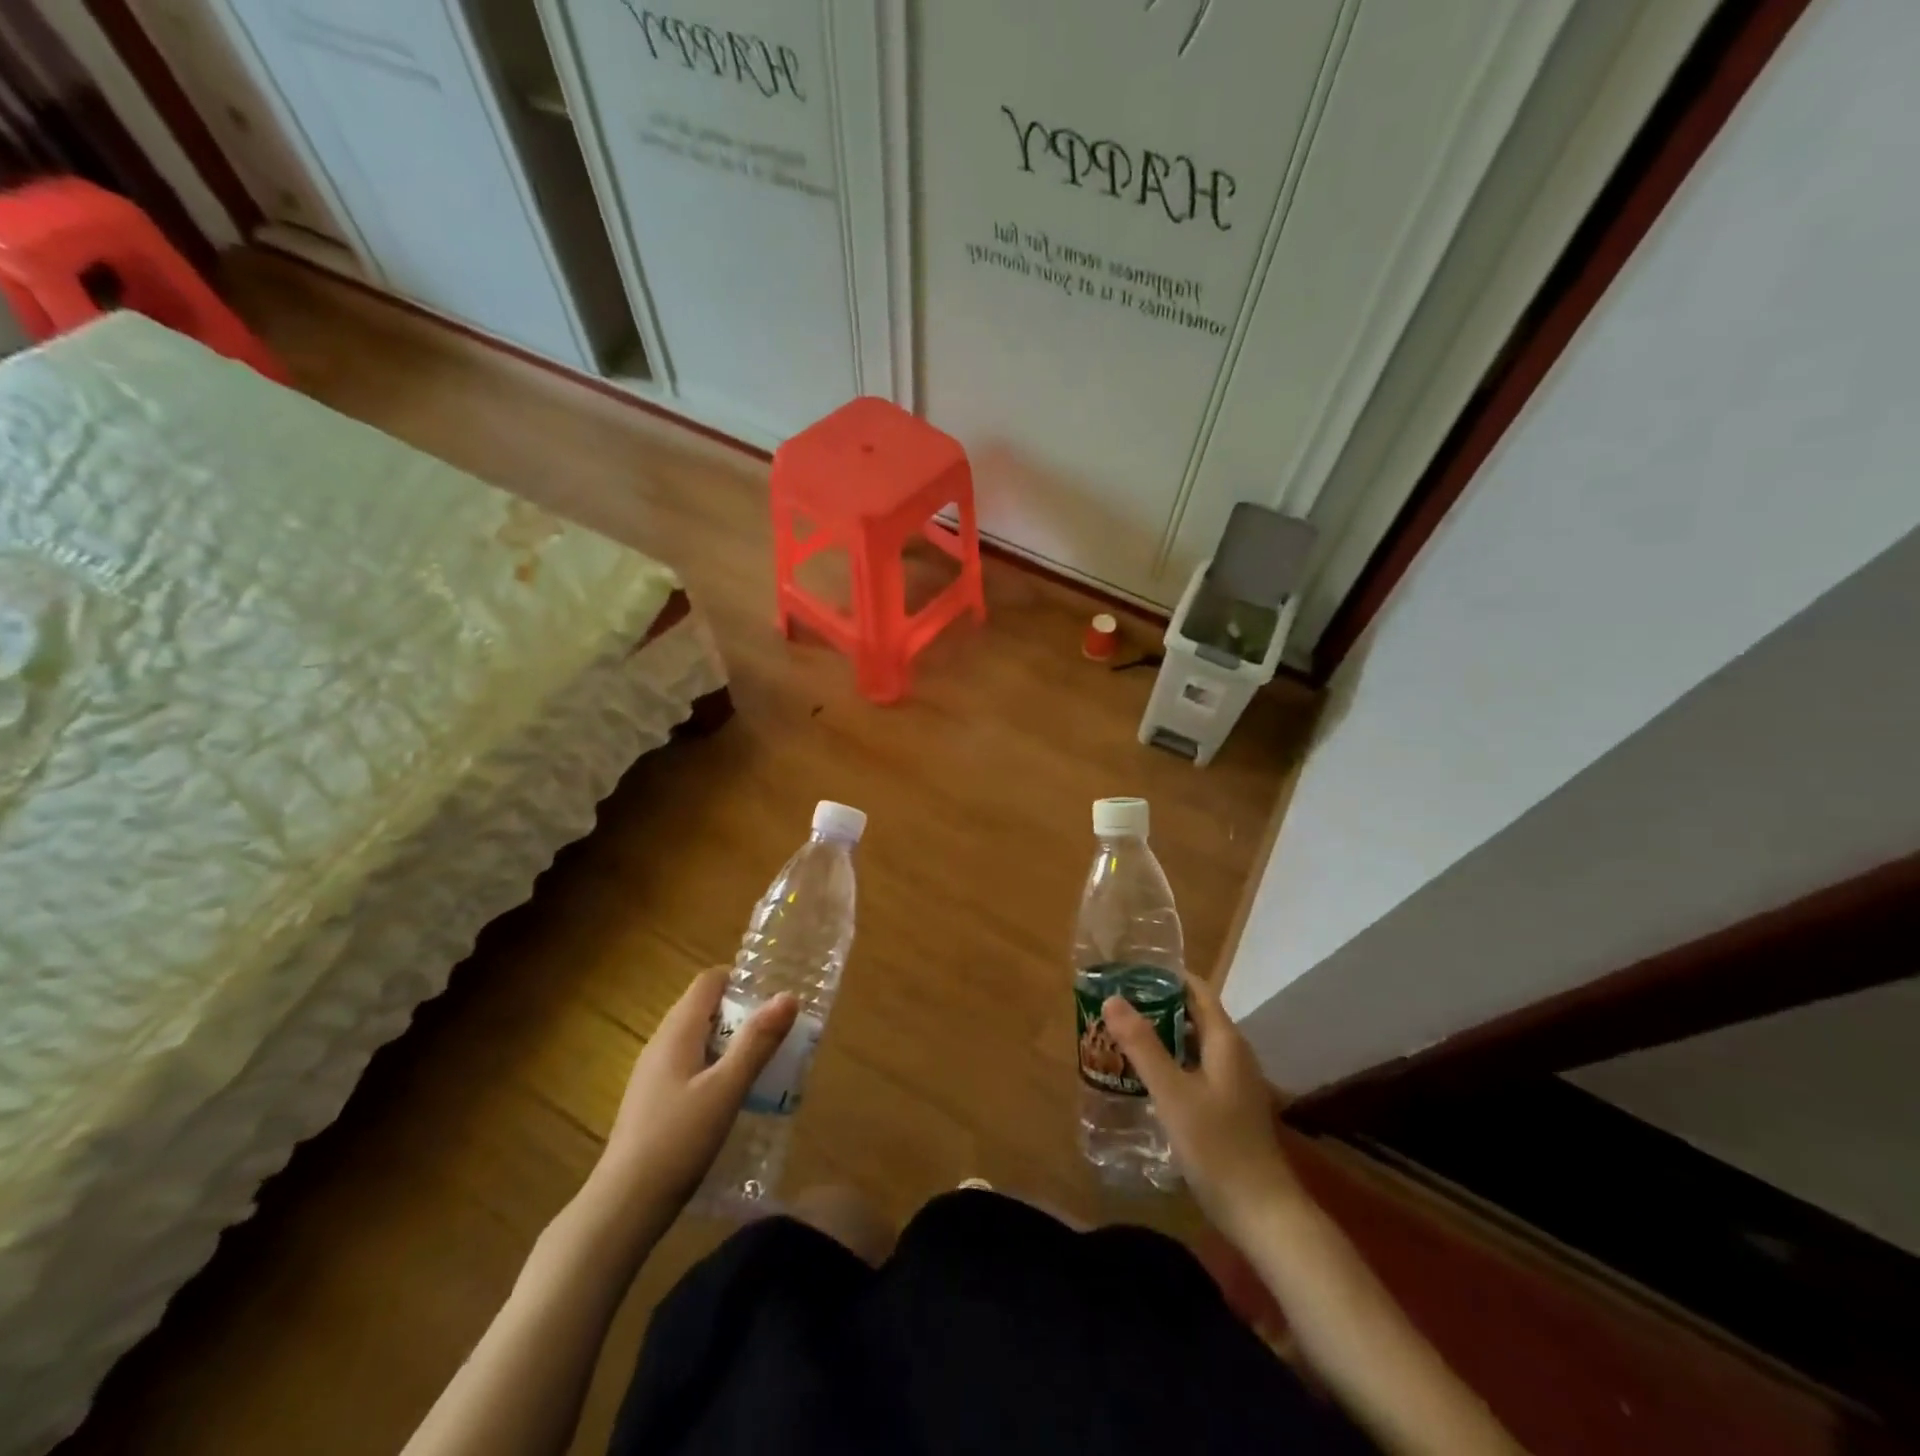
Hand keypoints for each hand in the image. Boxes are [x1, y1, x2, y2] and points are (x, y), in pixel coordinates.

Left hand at [594, 967, 798, 1212]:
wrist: (623, 1208)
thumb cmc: (678, 1141)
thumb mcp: (726, 1089)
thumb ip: (757, 1042)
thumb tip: (788, 996)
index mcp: (677, 1032)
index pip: (708, 981)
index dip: (741, 979)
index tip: (774, 996)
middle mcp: (661, 1044)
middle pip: (705, 1008)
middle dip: (742, 1013)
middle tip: (778, 1033)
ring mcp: (653, 1074)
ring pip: (698, 1039)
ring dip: (731, 1042)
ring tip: (765, 1063)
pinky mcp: (653, 1101)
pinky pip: (690, 1065)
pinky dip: (715, 1067)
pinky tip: (733, 1097)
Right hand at [1103, 975, 1300, 1240]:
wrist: (1263, 1214)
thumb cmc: (1217, 1147)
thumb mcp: (1172, 1093)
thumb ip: (1142, 1045)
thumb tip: (1112, 998)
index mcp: (1225, 1041)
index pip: (1196, 990)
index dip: (1165, 976)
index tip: (1128, 972)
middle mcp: (1233, 1054)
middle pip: (1194, 1014)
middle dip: (1157, 1005)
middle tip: (1115, 1004)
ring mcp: (1233, 1082)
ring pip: (1194, 1043)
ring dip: (1161, 1035)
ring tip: (1121, 1034)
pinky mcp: (1229, 1106)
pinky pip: (1196, 1068)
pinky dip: (1171, 1061)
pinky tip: (1144, 1076)